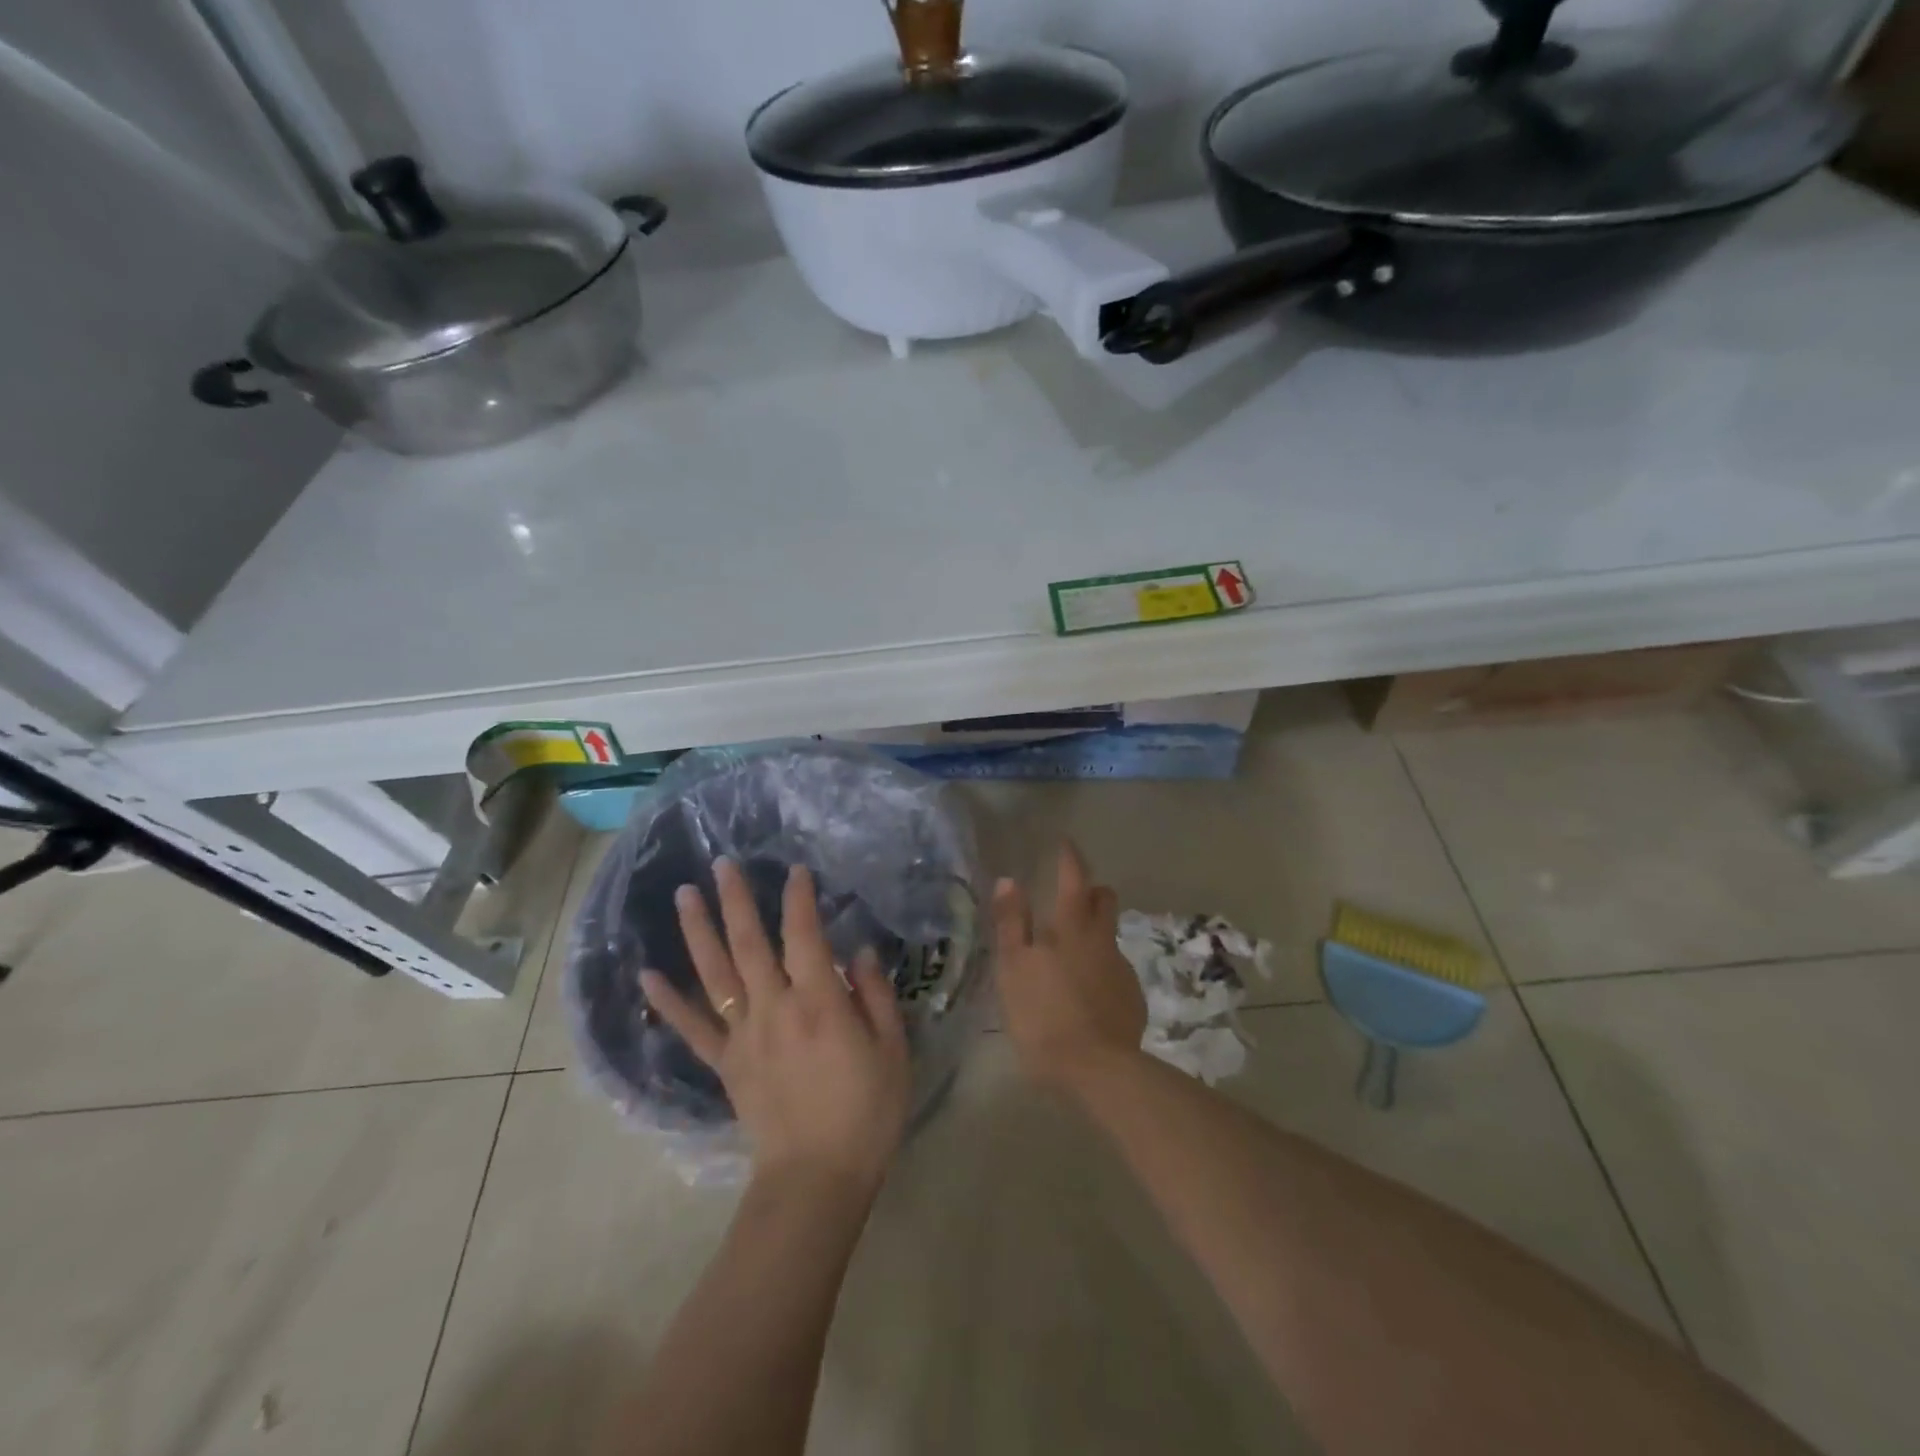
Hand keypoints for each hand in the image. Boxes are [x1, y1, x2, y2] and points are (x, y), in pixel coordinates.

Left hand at [640, 859, 912, 1194]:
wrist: (817, 1178)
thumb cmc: (866, 1111)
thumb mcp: (892, 1049)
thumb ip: (874, 995)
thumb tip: (860, 952)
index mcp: (819, 1002)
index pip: (805, 936)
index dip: (800, 899)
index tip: (797, 870)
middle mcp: (774, 1008)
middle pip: (749, 944)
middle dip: (737, 900)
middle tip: (723, 864)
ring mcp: (744, 1035)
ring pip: (716, 974)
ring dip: (698, 932)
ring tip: (684, 895)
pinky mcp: (725, 1063)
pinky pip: (693, 1027)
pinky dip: (668, 1001)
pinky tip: (647, 974)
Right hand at [992, 841, 1146, 1090]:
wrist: (1098, 1070)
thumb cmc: (1043, 1014)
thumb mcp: (1014, 967)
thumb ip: (1012, 923)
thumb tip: (1009, 880)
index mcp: (1072, 927)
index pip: (1074, 878)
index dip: (1070, 858)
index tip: (1065, 844)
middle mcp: (1102, 939)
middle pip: (1104, 900)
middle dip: (1092, 890)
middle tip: (1073, 895)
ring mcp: (1121, 968)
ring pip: (1109, 935)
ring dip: (1095, 931)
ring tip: (1072, 950)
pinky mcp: (1132, 996)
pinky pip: (1115, 968)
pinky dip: (1100, 967)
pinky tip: (1085, 991)